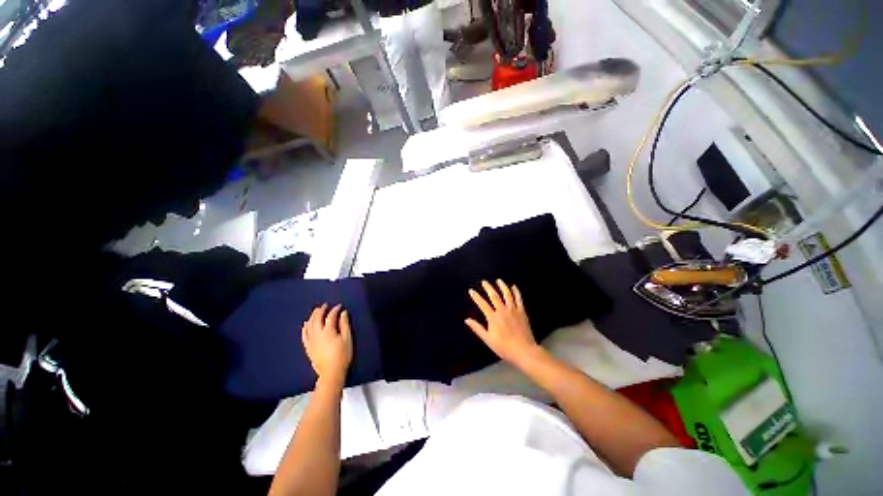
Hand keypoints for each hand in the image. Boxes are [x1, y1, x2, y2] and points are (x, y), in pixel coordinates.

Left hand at [302, 304, 352, 386]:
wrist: (331, 372)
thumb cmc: (342, 355)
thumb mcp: (347, 338)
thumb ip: (345, 324)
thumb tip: (343, 313)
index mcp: (328, 331)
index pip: (331, 316)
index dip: (335, 310)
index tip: (340, 306)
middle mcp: (317, 334)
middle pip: (317, 319)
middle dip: (321, 311)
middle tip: (324, 305)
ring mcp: (311, 341)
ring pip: (309, 325)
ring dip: (312, 317)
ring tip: (316, 311)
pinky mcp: (308, 347)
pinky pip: (304, 335)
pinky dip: (305, 328)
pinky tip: (306, 324)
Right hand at [465, 280, 541, 365]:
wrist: (524, 351)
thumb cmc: (504, 347)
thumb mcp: (488, 339)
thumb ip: (477, 328)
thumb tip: (467, 320)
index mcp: (493, 317)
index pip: (482, 304)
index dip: (476, 297)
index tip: (471, 291)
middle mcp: (502, 310)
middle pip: (494, 295)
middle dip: (488, 287)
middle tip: (484, 282)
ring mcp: (513, 310)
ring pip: (507, 294)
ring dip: (502, 286)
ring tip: (498, 280)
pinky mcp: (522, 311)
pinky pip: (518, 299)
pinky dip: (516, 292)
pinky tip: (513, 287)